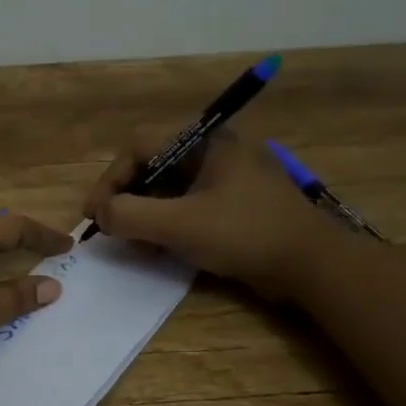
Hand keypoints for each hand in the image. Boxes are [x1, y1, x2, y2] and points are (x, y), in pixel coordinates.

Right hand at [82, 127, 321, 294]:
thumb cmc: (245, 233)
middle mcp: (213, 152)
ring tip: (134, 244)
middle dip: (126, 199)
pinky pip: (186, 207)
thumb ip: (131, 215)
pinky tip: (159, 249)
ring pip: (167, 189)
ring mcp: (224, 179)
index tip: (94, 214)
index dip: (110, 180)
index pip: (139, 147)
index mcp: (205, 141)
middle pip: (152, 167)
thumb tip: (101, 214)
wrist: (310, 265)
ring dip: (144, 215)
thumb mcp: (180, 224)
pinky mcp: (231, 205)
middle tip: (111, 229)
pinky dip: (166, 225)